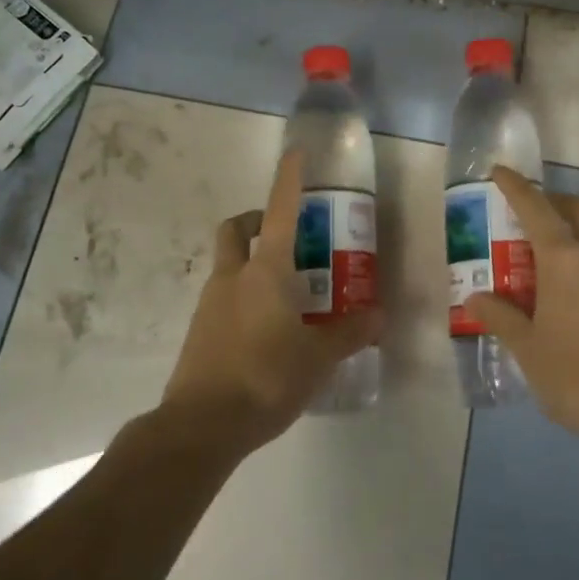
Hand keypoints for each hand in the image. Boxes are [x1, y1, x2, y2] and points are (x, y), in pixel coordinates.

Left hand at [161, 151, 383, 452]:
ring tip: (285, 293)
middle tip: (284, 235)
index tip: (295, 153)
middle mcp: (233, 276)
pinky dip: (242, 297)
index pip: (279, 210)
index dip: (289, 179)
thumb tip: (380, 316)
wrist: (200, 426)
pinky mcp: (198, 330)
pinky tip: (265, 329)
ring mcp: (210, 303)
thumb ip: (349, 333)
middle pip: (236, 228)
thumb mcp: (318, 358)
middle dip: (255, 220)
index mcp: (265, 270)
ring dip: (250, 262)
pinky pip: (222, 297)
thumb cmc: (266, 378)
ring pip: (227, 263)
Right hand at [464, 167, 578, 445]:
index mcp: (566, 258)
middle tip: (528, 214)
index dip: (516, 187)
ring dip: (576, 226)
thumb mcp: (528, 348)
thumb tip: (476, 298)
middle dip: (552, 201)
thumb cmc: (576, 375)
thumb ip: (501, 317)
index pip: (536, 207)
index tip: (499, 171)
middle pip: (577, 209)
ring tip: (551, 249)